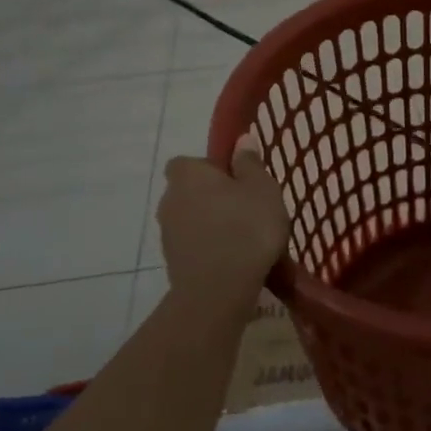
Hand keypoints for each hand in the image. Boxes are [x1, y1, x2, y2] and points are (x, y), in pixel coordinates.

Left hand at [158, 132, 289, 318]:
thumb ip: (250, 163)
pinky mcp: (173, 264)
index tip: (235, 179)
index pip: (188, 162)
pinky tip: (237, 260)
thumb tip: (241, 140)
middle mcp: (169, 200)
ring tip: (246, 239)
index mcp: (188, 175)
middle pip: (190, 192)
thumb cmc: (246, 227)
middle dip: (213, 198)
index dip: (210, 168)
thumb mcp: (262, 188)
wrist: (219, 290)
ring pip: (193, 221)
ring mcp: (168, 235)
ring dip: (213, 225)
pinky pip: (195, 246)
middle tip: (246, 209)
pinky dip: (211, 249)